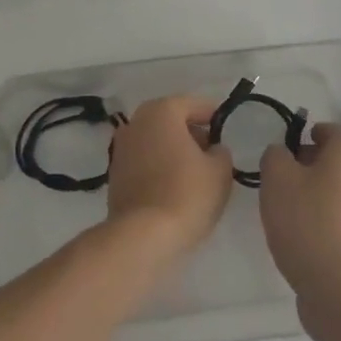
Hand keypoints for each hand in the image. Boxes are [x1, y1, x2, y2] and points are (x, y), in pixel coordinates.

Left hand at [107, 95, 233, 257]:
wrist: (143, 235)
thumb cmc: (187, 193)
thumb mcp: (220, 171)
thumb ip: (220, 152)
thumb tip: (212, 150)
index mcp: (162, 111)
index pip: (194, 104)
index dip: (214, 117)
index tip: (226, 131)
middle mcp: (136, 122)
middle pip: (171, 121)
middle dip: (192, 133)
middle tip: (212, 153)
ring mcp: (121, 148)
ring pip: (156, 141)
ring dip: (174, 151)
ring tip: (195, 174)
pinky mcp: (115, 175)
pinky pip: (144, 162)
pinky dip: (159, 167)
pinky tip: (174, 188)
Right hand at [259, 124, 340, 336]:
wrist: (337, 286)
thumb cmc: (306, 221)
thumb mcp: (277, 179)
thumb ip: (275, 156)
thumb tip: (282, 154)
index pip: (336, 131)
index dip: (314, 132)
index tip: (292, 142)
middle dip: (313, 161)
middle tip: (284, 172)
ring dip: (318, 190)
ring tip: (287, 203)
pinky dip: (325, 215)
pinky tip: (301, 231)